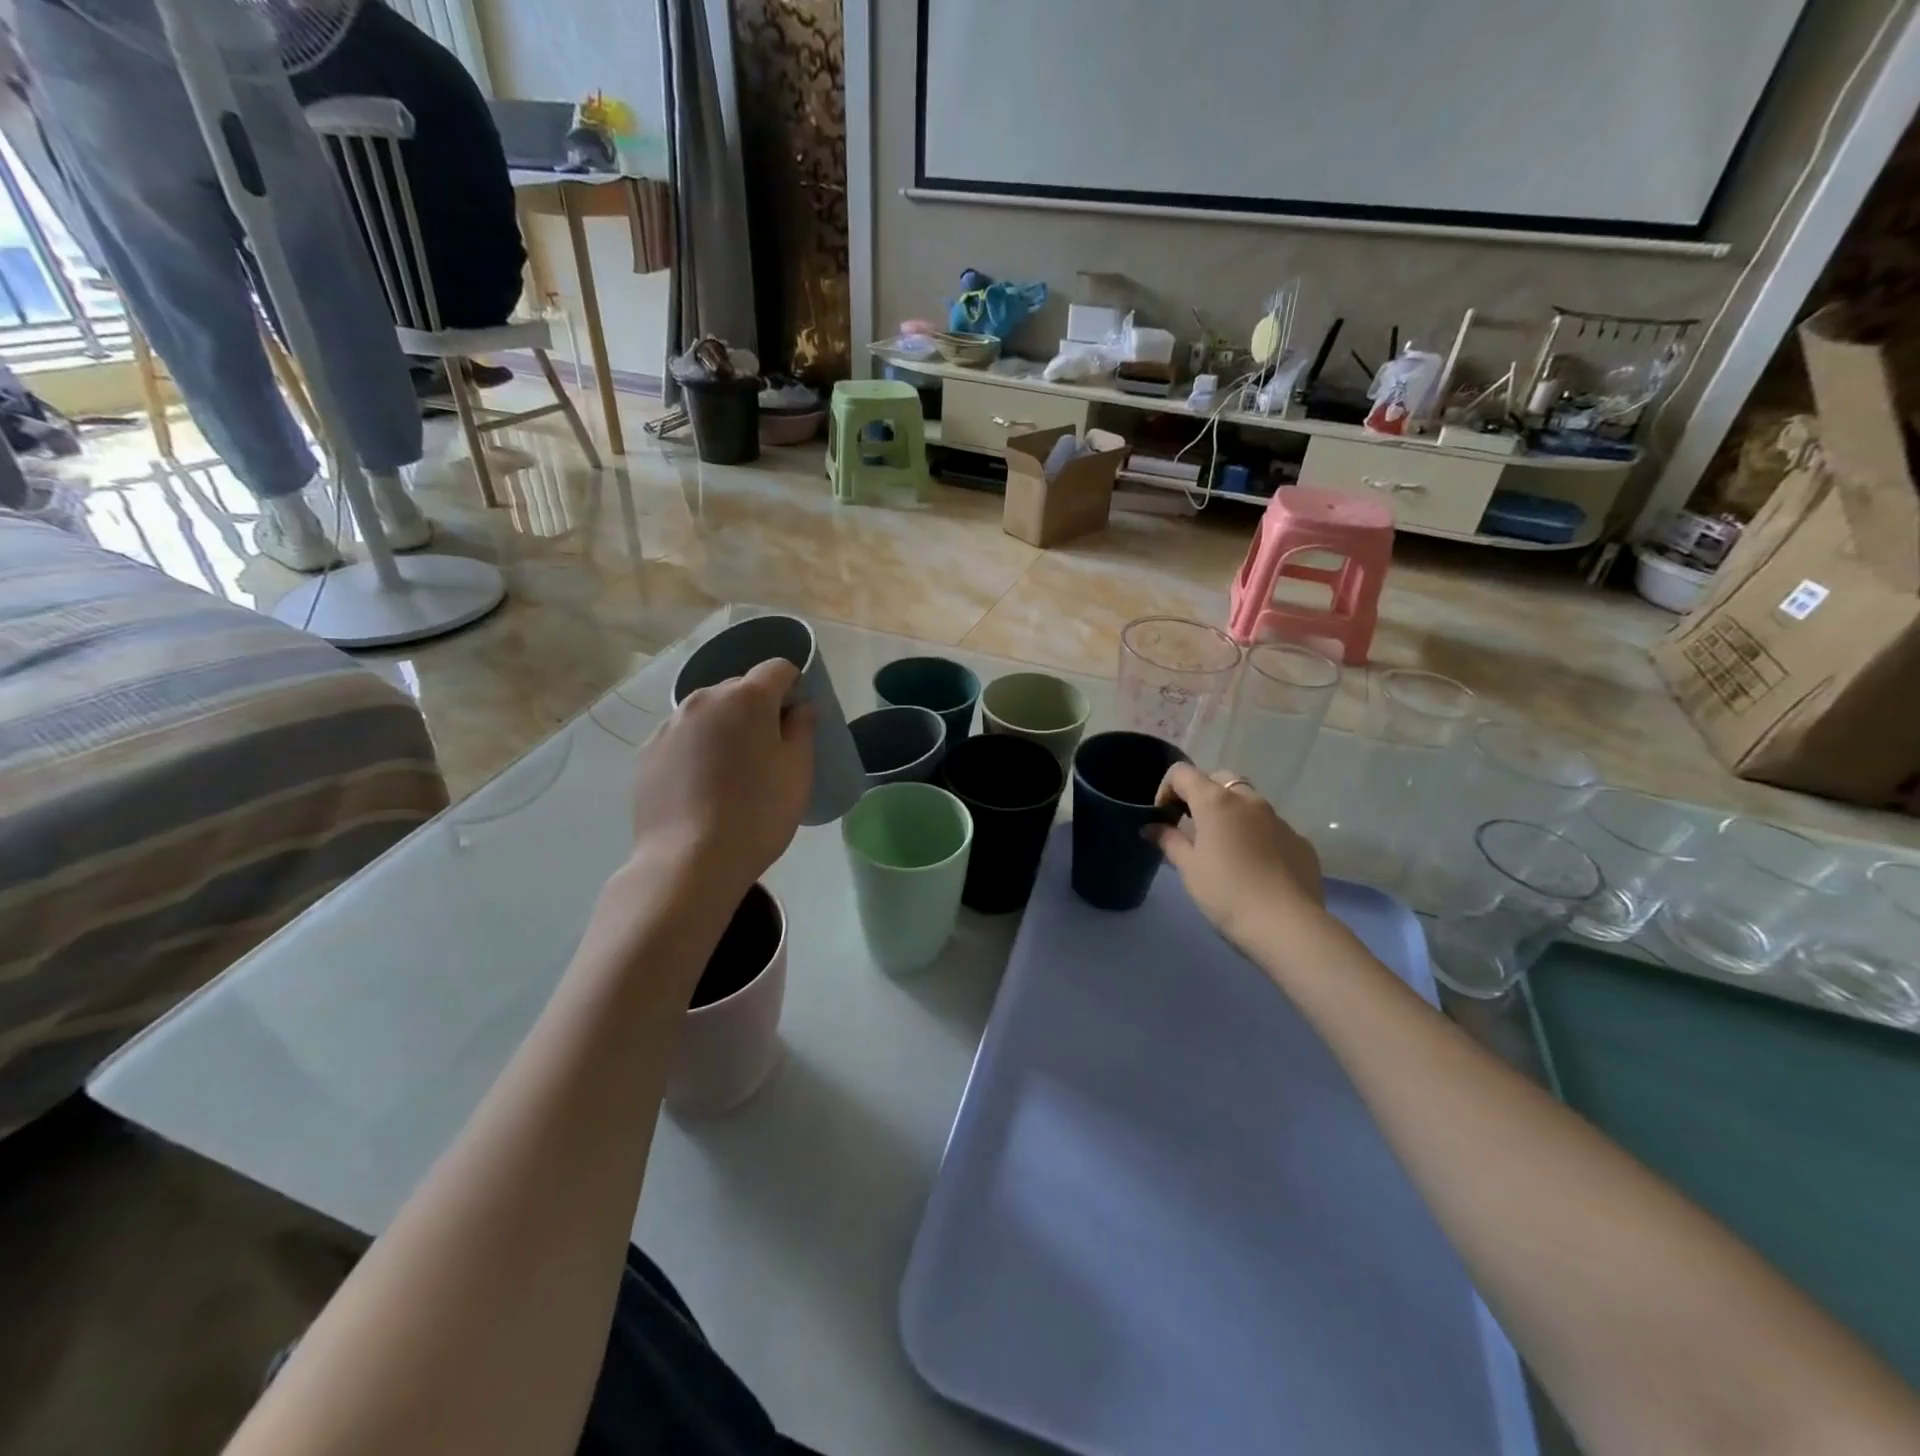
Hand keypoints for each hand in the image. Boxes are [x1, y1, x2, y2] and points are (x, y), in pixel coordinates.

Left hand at [628, 659, 814, 899]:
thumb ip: (803, 728)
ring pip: (707, 713)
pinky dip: (696, 750)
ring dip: (724, 728)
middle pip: (739, 689)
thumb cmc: (758, 813)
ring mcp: (669, 725)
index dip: (793, 685)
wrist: (690, 862)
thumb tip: (799, 707)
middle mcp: (703, 699)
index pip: (777, 668)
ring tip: (730, 773)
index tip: (797, 718)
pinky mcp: (647, 753)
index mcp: (746, 697)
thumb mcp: (798, 771)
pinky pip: (682, 738)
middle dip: (757, 708)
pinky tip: (701, 788)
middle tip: (766, 751)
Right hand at [1152, 765, 1323, 950]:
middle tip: (1192, 826)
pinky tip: (1254, 867)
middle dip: (1201, 795)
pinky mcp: (1299, 841)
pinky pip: (1271, 827)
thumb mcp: (1188, 868)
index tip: (1164, 818)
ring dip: (1231, 814)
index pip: (1182, 773)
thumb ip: (1168, 840)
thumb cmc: (1226, 893)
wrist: (1286, 925)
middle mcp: (1249, 800)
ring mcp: (1279, 819)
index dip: (1166, 789)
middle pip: (1219, 780)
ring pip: (1248, 802)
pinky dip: (1256, 835)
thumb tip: (1151, 827)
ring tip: (1224, 849)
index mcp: (1216, 802)